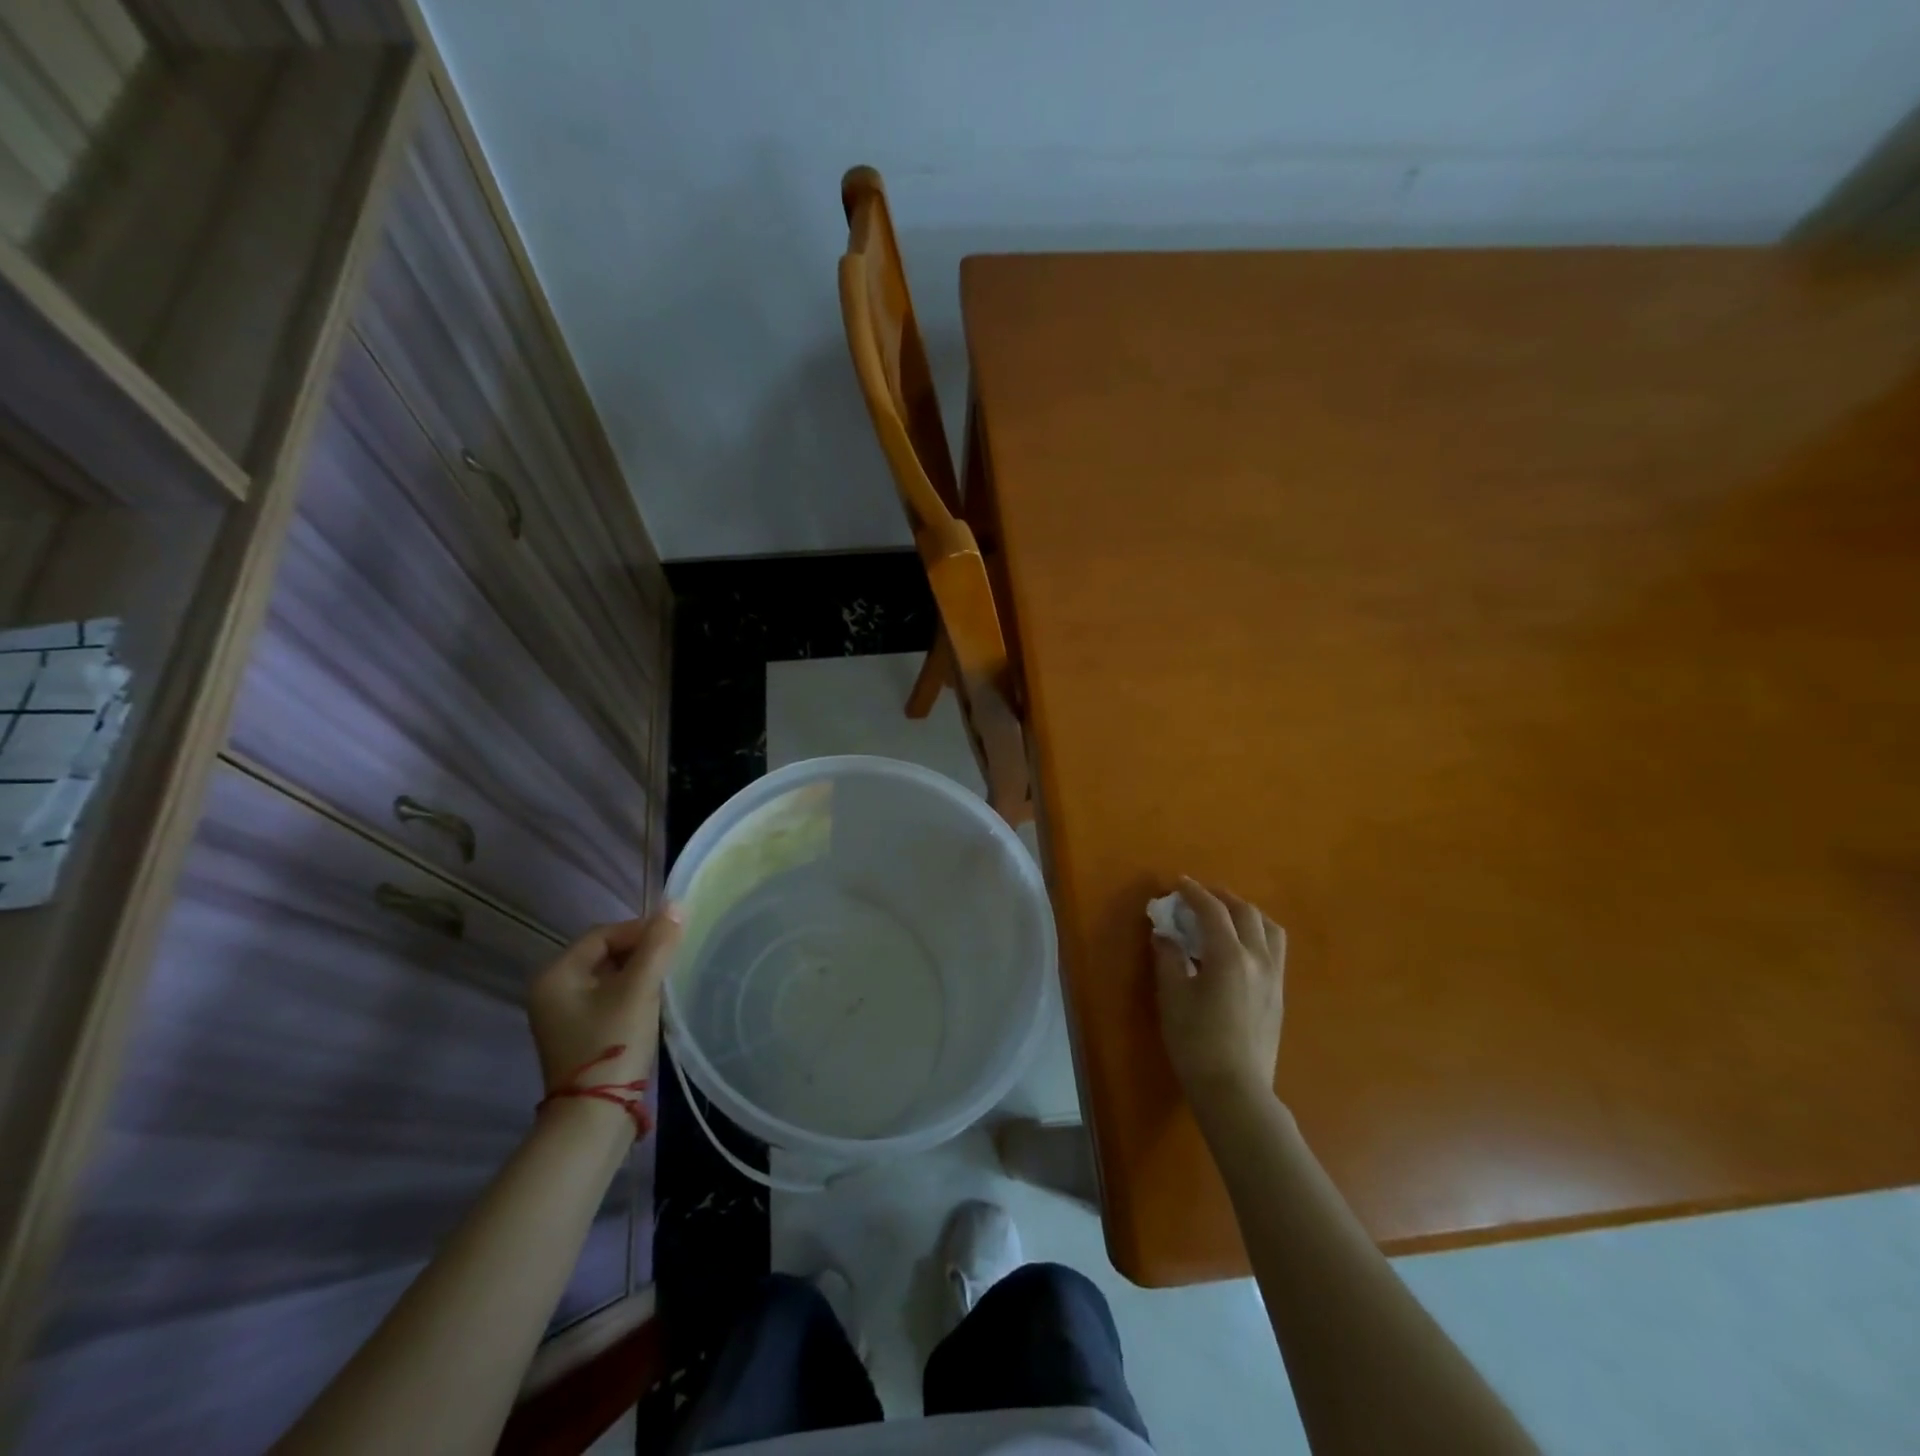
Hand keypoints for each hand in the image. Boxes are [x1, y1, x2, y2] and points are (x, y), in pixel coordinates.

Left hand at [528, 910, 682, 1097]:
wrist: (594, 1118)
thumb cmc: (613, 1044)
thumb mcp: (639, 989)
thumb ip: (657, 945)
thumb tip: (676, 905)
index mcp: (556, 975)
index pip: (603, 934)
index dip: (640, 930)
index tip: (673, 938)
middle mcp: (552, 991)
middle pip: (605, 954)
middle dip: (641, 951)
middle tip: (673, 958)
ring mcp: (564, 1015)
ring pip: (609, 977)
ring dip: (639, 973)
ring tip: (668, 979)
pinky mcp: (580, 1034)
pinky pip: (608, 998)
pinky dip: (632, 994)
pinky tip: (653, 1003)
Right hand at [1152, 878, 1286, 1113]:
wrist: (1235, 1091)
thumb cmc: (1196, 1042)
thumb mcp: (1173, 997)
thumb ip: (1169, 958)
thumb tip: (1165, 933)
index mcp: (1230, 956)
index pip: (1213, 911)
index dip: (1194, 893)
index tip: (1178, 883)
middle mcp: (1259, 959)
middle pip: (1246, 913)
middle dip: (1221, 898)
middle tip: (1199, 896)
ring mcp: (1274, 977)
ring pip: (1268, 928)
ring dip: (1245, 913)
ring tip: (1225, 916)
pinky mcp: (1279, 995)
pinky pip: (1273, 949)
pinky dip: (1256, 934)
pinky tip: (1238, 947)